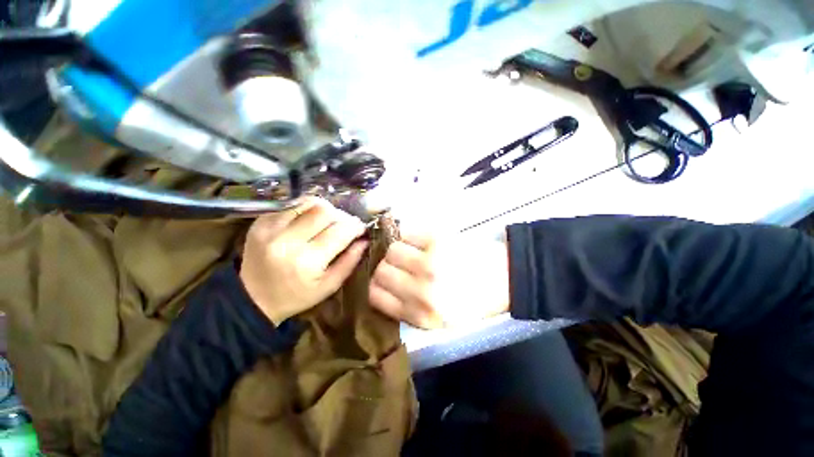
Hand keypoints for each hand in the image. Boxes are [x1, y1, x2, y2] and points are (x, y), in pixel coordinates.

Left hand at [240, 197, 368, 324]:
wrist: (252, 297)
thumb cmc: (296, 295)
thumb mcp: (329, 286)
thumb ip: (350, 262)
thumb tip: (364, 240)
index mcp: (307, 261)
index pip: (340, 231)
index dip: (356, 226)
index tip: (361, 228)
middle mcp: (288, 240)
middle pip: (325, 212)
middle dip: (342, 216)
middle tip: (345, 225)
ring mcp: (270, 228)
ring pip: (309, 203)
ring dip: (325, 209)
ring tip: (329, 221)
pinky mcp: (261, 222)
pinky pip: (292, 205)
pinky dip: (307, 209)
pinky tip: (309, 220)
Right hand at [369, 231, 510, 328]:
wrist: (506, 279)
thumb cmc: (473, 300)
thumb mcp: (439, 321)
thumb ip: (407, 310)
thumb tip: (381, 288)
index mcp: (421, 316)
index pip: (375, 296)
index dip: (375, 285)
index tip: (383, 280)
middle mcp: (421, 291)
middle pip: (381, 271)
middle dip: (386, 266)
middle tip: (398, 264)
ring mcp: (429, 263)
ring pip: (392, 249)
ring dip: (398, 248)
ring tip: (411, 250)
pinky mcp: (438, 240)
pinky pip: (406, 232)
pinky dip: (408, 234)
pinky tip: (420, 239)